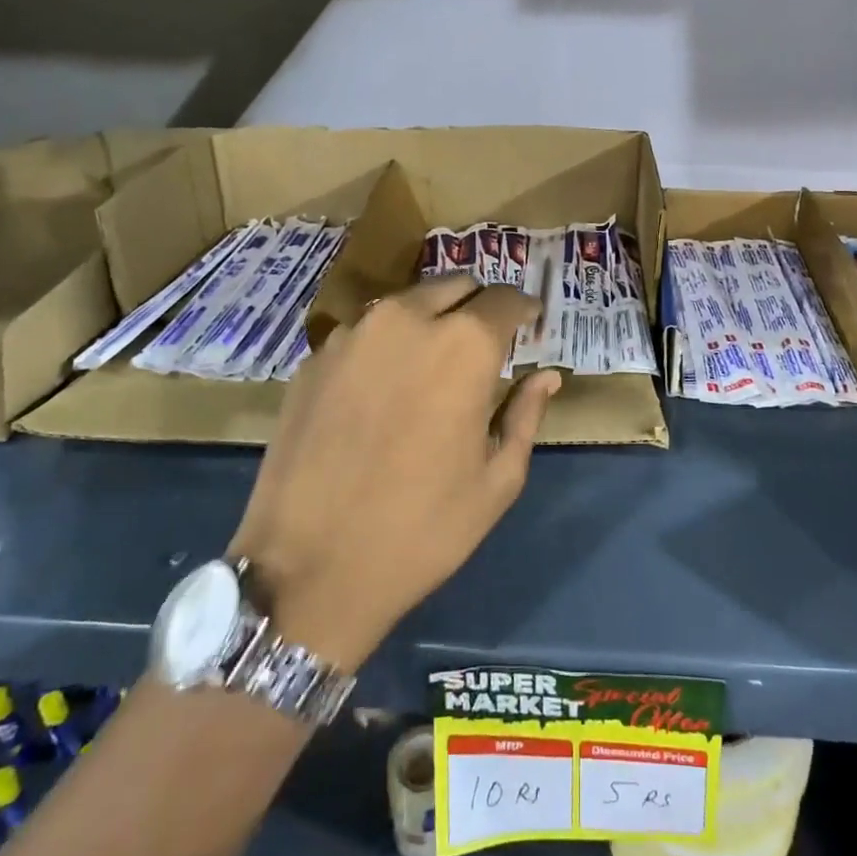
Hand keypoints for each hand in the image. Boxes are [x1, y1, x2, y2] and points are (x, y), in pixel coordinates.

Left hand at [229, 275, 559, 670]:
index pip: (506, 298)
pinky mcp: (314, 357)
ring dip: (430, 320)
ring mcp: (352, 334)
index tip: (530, 326)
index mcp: (463, 345)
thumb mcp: (497, 479)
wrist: (310, 569)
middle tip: (485, 343)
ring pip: (407, 303)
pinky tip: (383, 388)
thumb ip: (526, 413)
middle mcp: (406, 319)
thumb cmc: (423, 529)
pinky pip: (364, 332)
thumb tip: (547, 375)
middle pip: (455, 286)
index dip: (525, 309)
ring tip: (433, 363)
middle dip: (478, 306)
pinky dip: (386, 344)